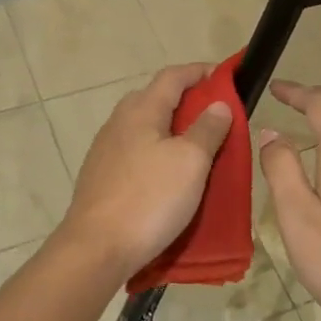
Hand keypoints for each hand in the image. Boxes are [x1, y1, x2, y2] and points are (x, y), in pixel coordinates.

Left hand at [56, 63, 232, 280]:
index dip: (200, 71)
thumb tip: (218, 104)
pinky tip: (167, 173)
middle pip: (155, 98)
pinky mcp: (101, 176)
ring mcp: (105, 150)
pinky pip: (135, 150)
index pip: (173, 76)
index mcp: (141, 110)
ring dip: (170, 128)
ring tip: (196, 146)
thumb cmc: (150, 199)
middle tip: (215, 116)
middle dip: (186, 100)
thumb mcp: (191, 161)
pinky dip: (156, 150)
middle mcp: (119, 122)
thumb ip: (207, 129)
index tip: (225, 77)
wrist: (96, 248)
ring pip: (144, 126)